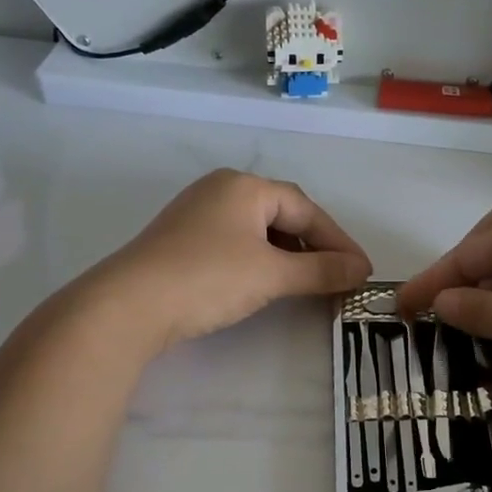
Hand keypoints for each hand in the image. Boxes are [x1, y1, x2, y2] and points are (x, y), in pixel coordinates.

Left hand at [81, 169, 371, 350]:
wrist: (129, 305)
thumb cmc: (208, 279)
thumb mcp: (272, 275)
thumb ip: (320, 270)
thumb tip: (361, 270)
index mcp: (245, 186)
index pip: (306, 209)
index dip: (338, 241)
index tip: (362, 270)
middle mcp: (221, 189)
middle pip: (283, 214)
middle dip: (314, 246)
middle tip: (339, 275)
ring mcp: (197, 213)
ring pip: (258, 230)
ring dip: (288, 255)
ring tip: (308, 282)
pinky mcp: (182, 239)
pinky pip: (236, 242)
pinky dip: (261, 260)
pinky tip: (267, 282)